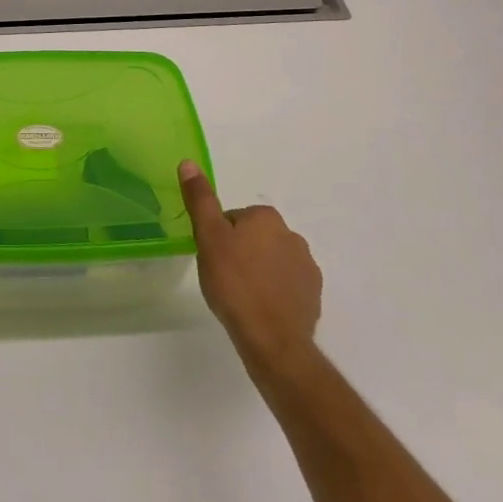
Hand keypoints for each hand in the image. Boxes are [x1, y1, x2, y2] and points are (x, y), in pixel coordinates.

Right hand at [179, 161, 322, 385]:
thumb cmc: (234, 283)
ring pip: (270, 260)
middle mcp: (292, 235)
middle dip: (239, 252)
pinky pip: (286, 284)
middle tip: (222, 277)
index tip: (211, 258)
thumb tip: (189, 162)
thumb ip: (200, 200)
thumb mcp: (208, 237)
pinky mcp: (313, 294)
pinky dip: (273, 291)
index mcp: (266, 217)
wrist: (272, 339)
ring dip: (257, 271)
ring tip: (240, 296)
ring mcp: (307, 266)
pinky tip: (260, 309)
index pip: (233, 218)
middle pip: (253, 237)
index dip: (217, 238)